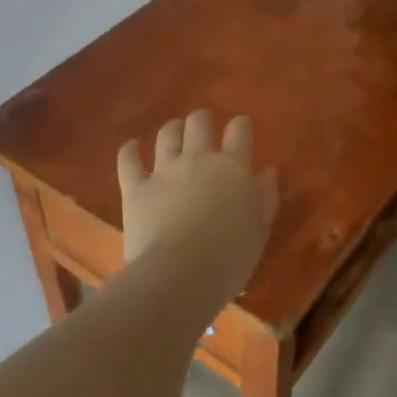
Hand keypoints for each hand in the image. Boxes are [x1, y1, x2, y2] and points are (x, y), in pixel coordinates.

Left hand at [117, 111, 278, 304]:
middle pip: (199, 123)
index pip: (239, 131)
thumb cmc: (229, 259)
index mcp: (233, 168)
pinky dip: (130, 150)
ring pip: (167, 135)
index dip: (240, 126)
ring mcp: (164, 171)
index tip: (240, 129)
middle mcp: (198, 159)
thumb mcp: (260, 231)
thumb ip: (265, 198)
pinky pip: (128, 160)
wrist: (180, 276)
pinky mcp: (135, 188)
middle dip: (202, 120)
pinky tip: (132, 147)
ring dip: (173, 129)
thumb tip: (267, 172)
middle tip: (203, 127)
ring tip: (174, 132)